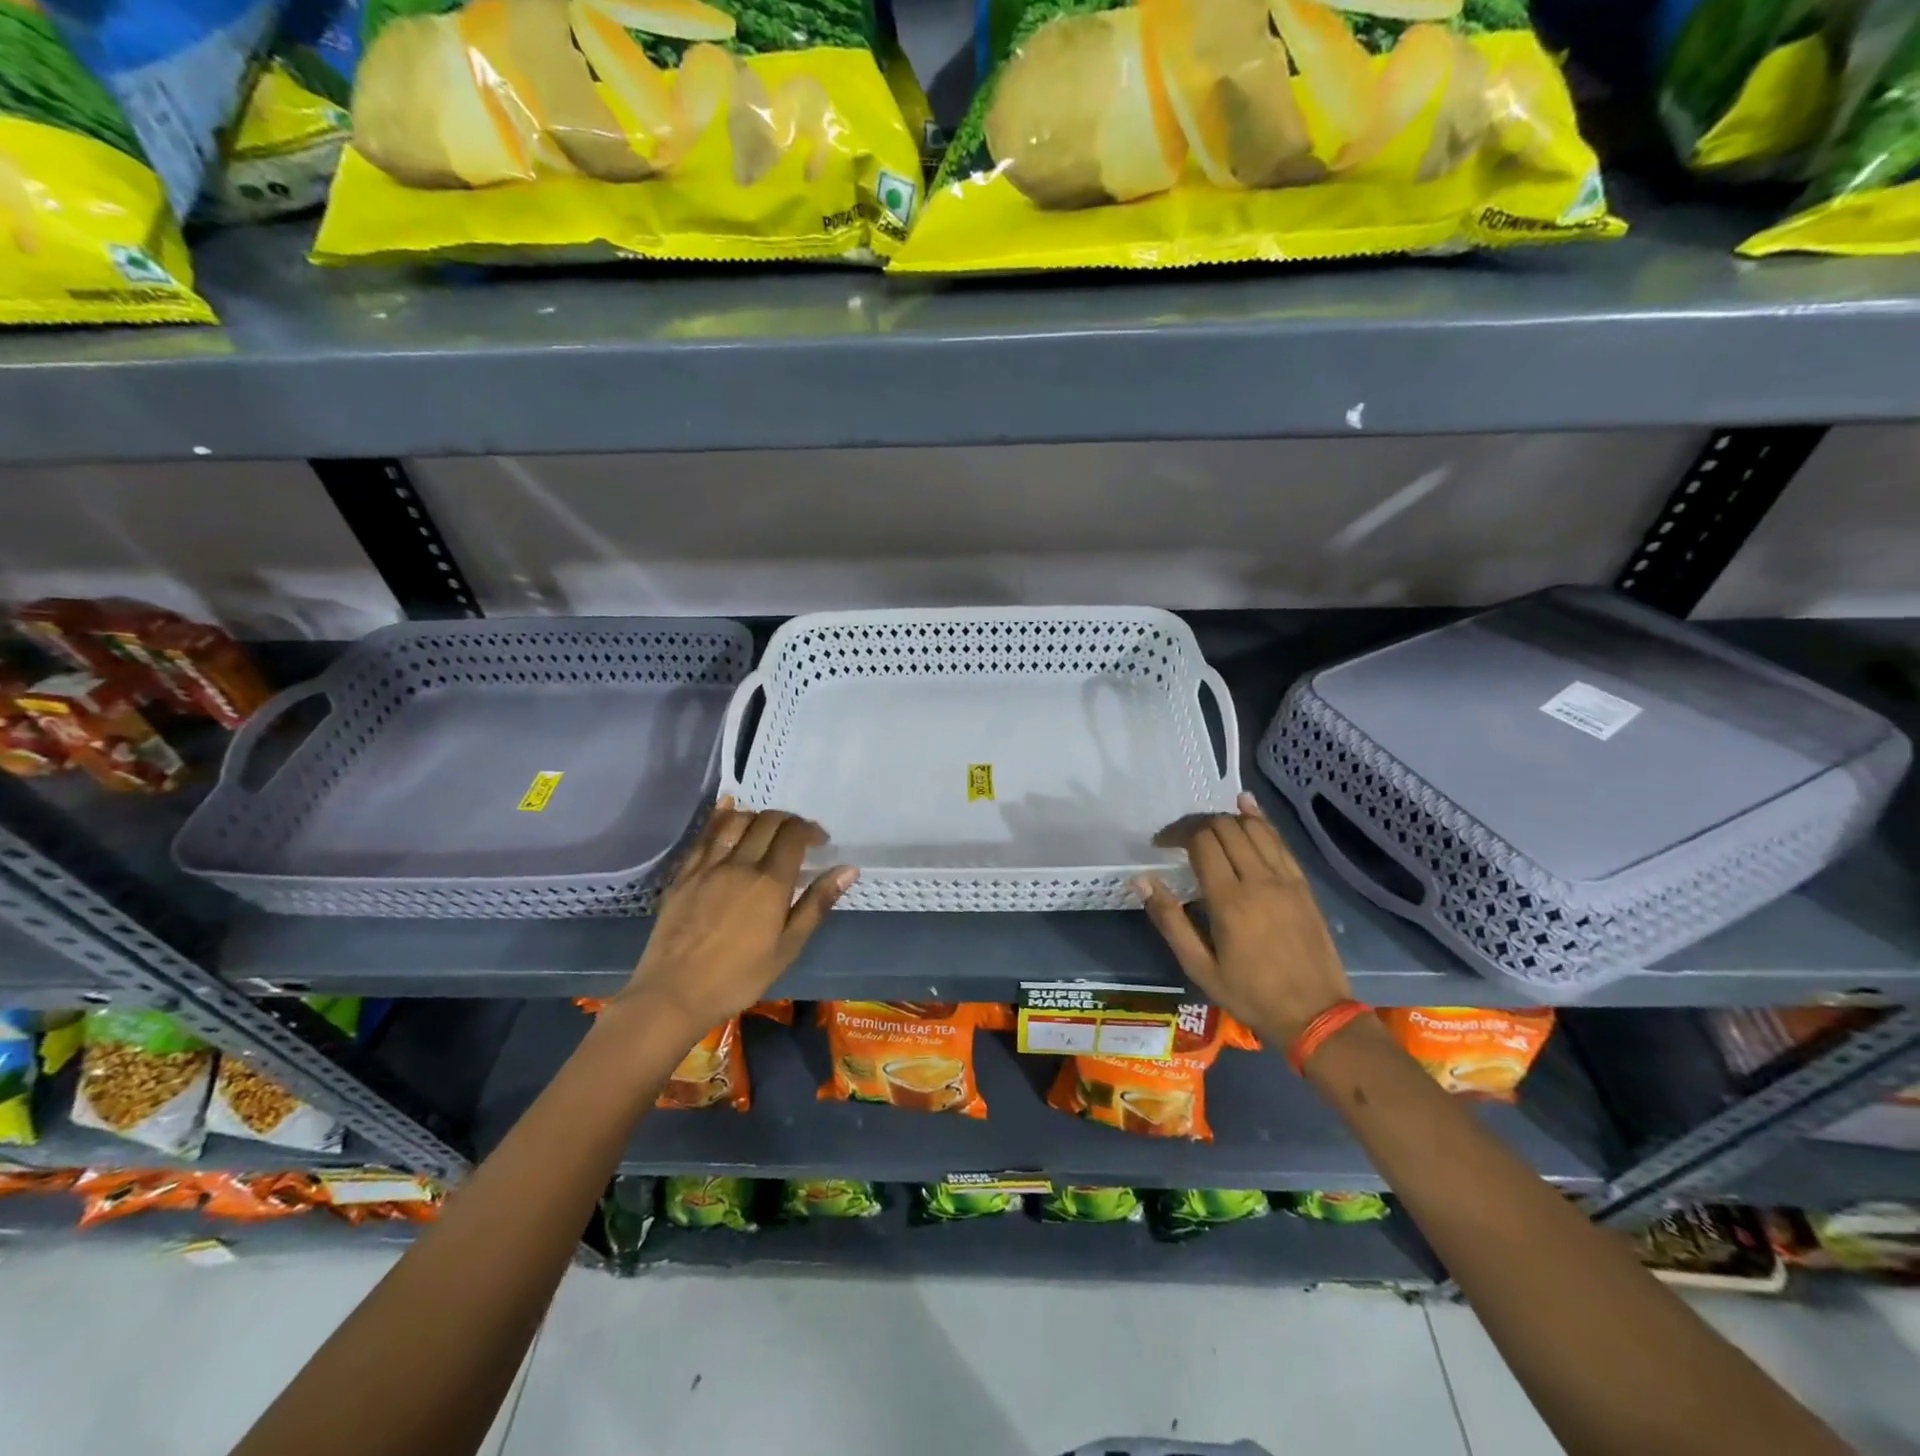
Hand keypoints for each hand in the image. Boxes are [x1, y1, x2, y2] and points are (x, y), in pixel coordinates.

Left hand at [608, 797, 855, 1039]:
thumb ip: (817, 903)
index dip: (810, 830)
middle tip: (797, 836)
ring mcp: (708, 866)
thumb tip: (848, 869)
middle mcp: (740, 864)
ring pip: (735, 821)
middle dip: (788, 821)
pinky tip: (727, 808)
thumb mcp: (788, 947)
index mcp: (770, 882)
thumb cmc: (739, 977)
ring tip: (766, 827)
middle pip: (767, 822)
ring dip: (757, 816)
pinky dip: (720, 816)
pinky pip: (704, 834)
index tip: (819, 841)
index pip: (794, 835)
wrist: (674, 994)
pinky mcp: (684, 874)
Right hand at [1136, 791, 1352, 1049]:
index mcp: (1229, 901)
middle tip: (1179, 839)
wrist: (1316, 1015)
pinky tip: (1246, 806)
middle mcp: (1259, 880)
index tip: (1161, 845)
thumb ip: (1169, 920)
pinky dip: (1260, 820)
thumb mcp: (1199, 967)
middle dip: (1197, 824)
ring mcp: (1286, 879)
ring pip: (1253, 827)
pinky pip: (1279, 840)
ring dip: (1226, 820)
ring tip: (1207, 831)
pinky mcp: (1302, 884)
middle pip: (1225, 828)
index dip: (1176, 834)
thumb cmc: (1250, 995)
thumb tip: (1142, 880)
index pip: (1201, 842)